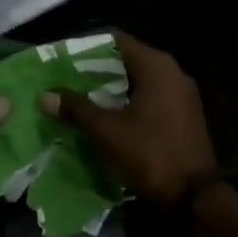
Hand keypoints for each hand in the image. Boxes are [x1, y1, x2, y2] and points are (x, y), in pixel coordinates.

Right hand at [42, 32, 216, 205]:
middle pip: (126, 59)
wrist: (194, 196)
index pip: (116, 40)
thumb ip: (76, 108)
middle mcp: (172, 72)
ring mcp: (181, 94)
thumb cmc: (149, 153)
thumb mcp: (106, 130)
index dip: (87, 46)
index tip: (62, 57)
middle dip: (95, 69)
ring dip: (110, 87)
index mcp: (156, 66)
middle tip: (65, 79)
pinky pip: (150, 97)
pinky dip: (127, 101)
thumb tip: (44, 95)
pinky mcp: (183, 114)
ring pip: (138, 80)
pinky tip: (106, 115)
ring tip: (79, 97)